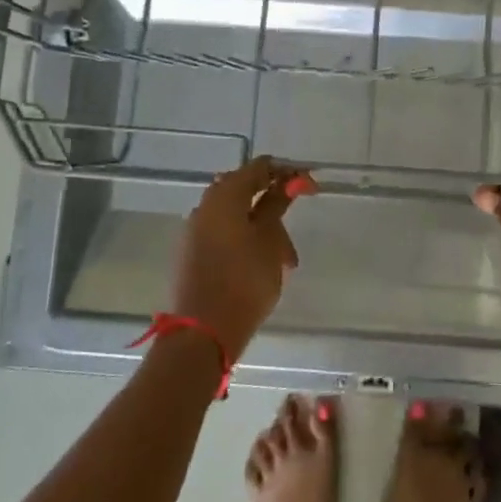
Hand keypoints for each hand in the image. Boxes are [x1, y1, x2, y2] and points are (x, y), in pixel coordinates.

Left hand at [170, 157, 307, 359]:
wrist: (202, 333)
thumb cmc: (244, 281)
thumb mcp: (270, 241)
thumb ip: (276, 206)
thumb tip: (286, 181)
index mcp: (224, 196)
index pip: (259, 168)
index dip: (287, 173)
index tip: (310, 187)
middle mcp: (205, 206)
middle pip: (244, 191)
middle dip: (273, 205)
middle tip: (293, 227)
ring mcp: (194, 231)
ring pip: (234, 217)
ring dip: (261, 229)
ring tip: (283, 261)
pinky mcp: (190, 254)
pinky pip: (222, 235)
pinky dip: (244, 242)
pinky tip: (259, 267)